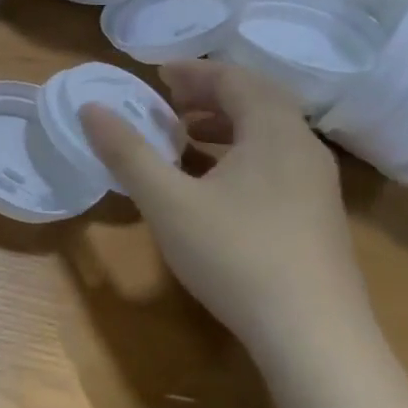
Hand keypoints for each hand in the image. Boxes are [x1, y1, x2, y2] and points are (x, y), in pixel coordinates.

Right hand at [79, 61, 370, 349]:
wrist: (313, 335)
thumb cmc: (235, 255)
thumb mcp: (167, 201)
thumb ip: (127, 152)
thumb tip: (90, 108)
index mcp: (273, 131)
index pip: (235, 79)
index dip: (194, 72)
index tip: (157, 74)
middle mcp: (303, 147)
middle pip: (258, 101)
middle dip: (210, 94)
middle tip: (169, 101)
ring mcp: (317, 184)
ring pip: (270, 134)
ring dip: (227, 124)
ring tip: (186, 136)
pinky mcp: (317, 216)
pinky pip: (276, 161)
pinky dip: (241, 153)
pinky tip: (215, 184)